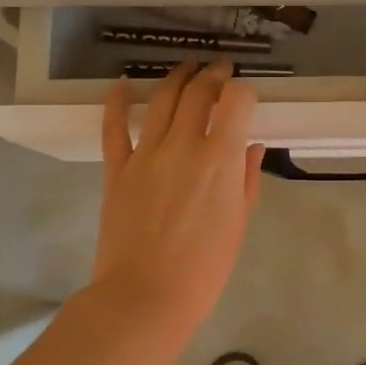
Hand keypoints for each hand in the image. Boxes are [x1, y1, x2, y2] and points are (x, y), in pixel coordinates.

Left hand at [92, 60, 265, 329]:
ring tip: (187, 67)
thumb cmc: (203, 269)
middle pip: (198, 92)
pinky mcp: (117, 168)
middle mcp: (183, 145)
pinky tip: (123, 83)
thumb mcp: (238, 224)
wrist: (145, 297)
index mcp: (219, 160)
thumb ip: (247, 179)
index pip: (236, 100)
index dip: (244, 90)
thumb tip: (252, 145)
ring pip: (161, 99)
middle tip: (219, 69)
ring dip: (177, 77)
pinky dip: (117, 100)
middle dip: (213, 74)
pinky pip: (113, 126)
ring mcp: (146, 154)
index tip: (245, 95)